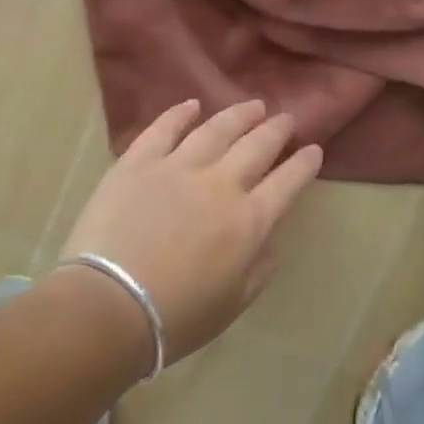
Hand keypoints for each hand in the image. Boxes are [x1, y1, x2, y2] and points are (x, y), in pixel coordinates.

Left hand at [61, 100, 323, 364]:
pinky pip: (163, 130)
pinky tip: (192, 105)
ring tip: (252, 105)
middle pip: (256, 146)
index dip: (304, 164)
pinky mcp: (137, 163)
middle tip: (286, 118)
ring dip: (238, 115)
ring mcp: (176, 168)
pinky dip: (179, 114)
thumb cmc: (176, 318)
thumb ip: (259, 268)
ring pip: (215, 130)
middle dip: (276, 130)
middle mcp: (219, 185)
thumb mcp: (233, 304)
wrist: (109, 306)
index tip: (313, 149)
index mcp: (248, 222)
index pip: (287, 183)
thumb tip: (269, 241)